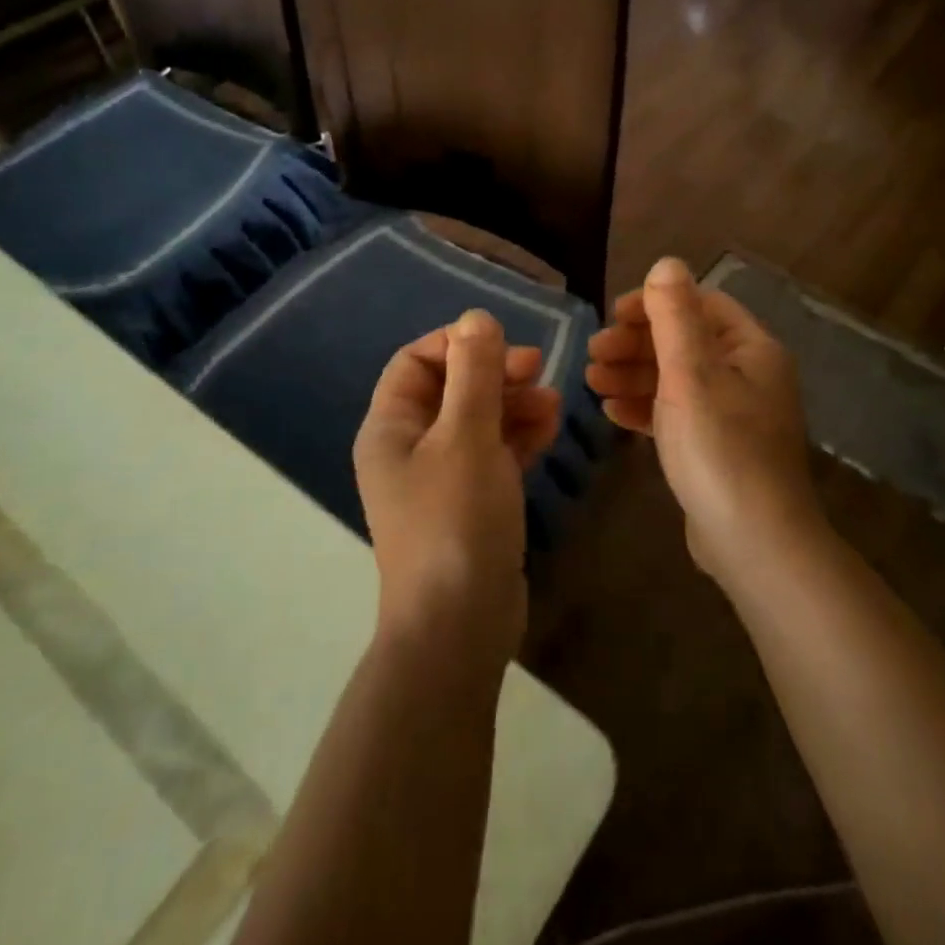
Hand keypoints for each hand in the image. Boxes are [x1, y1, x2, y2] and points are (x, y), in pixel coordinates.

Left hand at [354, 310, 560, 660]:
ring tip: (554, 403)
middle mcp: (408, 448)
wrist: (459, 626)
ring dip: (513, 404)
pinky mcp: (470, 503)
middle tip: (538, 368)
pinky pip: (493, 454)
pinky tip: (551, 428)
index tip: (503, 343)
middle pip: (450, 389)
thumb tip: (476, 317)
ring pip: (477, 421)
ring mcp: (440, 479)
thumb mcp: (467, 437)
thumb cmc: (455, 520)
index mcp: (389, 428)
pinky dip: (519, 437)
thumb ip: (474, 374)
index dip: (458, 344)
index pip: (416, 362)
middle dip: (494, 374)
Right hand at [586, 258, 821, 582]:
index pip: (701, 305)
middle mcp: (749, 376)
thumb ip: (675, 316)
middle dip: (636, 344)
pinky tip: (612, 415)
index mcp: (752, 349)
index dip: (655, 304)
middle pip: (685, 342)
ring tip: (591, 383)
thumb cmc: (720, 448)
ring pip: (677, 380)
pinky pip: (678, 415)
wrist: (754, 543)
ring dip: (634, 376)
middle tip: (593, 355)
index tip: (612, 316)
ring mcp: (735, 415)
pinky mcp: (718, 449)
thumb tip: (667, 262)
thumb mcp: (691, 374)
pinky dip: (646, 409)